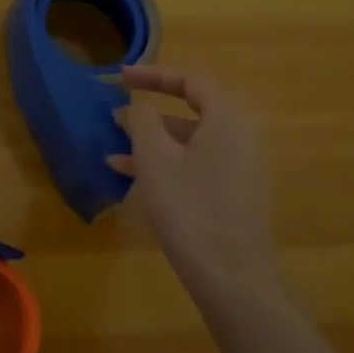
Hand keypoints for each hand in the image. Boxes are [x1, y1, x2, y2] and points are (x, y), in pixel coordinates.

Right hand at [108, 66, 279, 297]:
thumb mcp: (155, 158)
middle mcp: (240, 137)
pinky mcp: (234, 195)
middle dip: (149, 113)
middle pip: (190, 111)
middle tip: (116, 115)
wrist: (232, 278)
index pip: (189, 81)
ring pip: (189, 142)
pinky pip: (196, 165)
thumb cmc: (189, 207)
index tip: (120, 76)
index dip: (152, 75)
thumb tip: (139, 106)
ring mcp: (240, 168)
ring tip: (113, 149)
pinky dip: (166, 164)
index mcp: (227, 119)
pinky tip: (132, 177)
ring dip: (152, 142)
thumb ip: (143, 120)